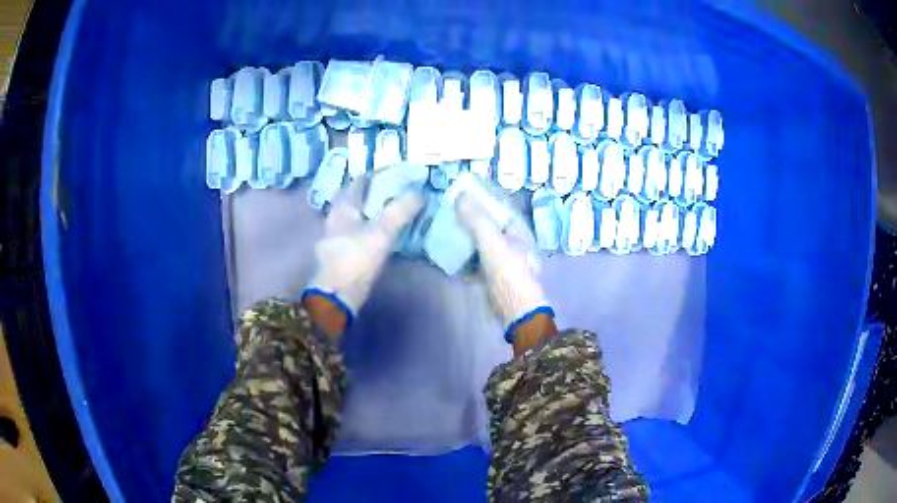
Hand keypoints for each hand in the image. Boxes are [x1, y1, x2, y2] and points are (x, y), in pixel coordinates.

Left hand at [304, 171, 423, 335]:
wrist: (337, 296)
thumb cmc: (356, 260)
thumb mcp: (382, 233)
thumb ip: (400, 211)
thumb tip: (419, 192)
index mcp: (343, 207)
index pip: (360, 181)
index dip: (377, 174)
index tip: (397, 173)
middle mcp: (335, 217)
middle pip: (353, 196)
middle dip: (371, 190)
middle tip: (393, 189)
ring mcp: (334, 235)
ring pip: (353, 214)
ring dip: (368, 209)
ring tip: (388, 209)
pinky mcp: (339, 252)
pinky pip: (354, 230)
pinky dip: (366, 225)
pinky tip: (378, 232)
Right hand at [455, 192, 555, 351]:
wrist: (516, 313)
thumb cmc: (510, 275)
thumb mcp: (493, 244)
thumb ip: (477, 220)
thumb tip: (460, 195)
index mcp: (517, 228)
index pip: (498, 203)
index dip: (481, 194)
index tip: (458, 188)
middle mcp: (511, 239)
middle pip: (487, 221)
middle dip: (467, 214)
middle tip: (444, 207)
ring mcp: (501, 257)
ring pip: (479, 240)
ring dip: (463, 234)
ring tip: (441, 226)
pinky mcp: (492, 273)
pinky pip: (474, 258)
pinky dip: (462, 255)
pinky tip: (446, 252)